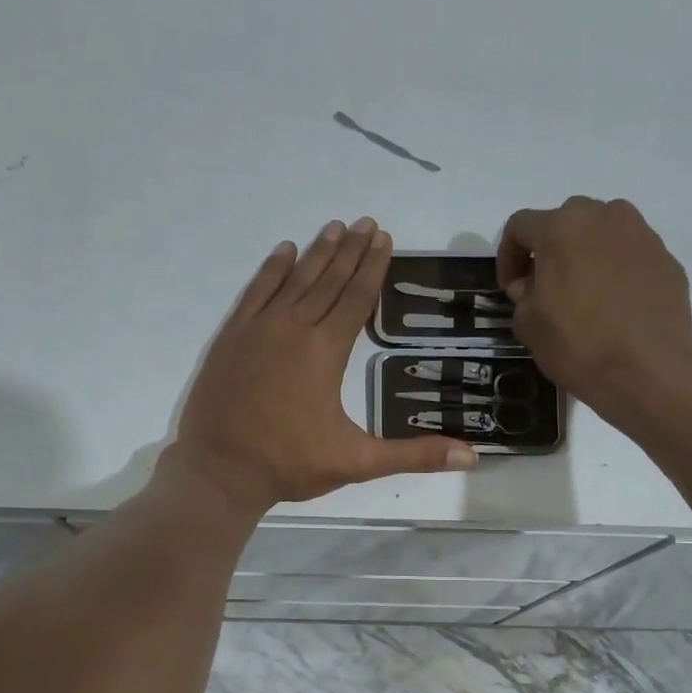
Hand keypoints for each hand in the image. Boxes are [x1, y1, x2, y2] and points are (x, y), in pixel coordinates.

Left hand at [169, 218, 476, 511]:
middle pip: (328, 281)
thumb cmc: (290, 464)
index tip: (384, 237)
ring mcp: (258, 329)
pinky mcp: (231, 337)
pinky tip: (284, 251)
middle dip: (350, 251)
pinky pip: (255, 292)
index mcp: (326, 352)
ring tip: (335, 227)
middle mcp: (293, 328)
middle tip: (367, 222)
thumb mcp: (358, 462)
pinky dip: (271, 270)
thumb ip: (414, 456)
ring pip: (293, 280)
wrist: (220, 470)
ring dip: (316, 253)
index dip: (372, 268)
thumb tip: (472, 457)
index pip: (356, 299)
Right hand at [497, 197, 691, 431]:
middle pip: (566, 222)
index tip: (511, 288)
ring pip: (603, 234)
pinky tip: (615, 308)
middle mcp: (604, 217)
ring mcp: (642, 235)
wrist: (647, 369)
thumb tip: (532, 285)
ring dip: (586, 256)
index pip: (520, 225)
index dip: (508, 256)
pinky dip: (617, 273)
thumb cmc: (578, 344)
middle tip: (546, 288)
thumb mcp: (528, 325)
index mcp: (561, 228)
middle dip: (550, 250)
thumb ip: (523, 294)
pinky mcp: (667, 259)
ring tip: (584, 295)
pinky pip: (631, 257)